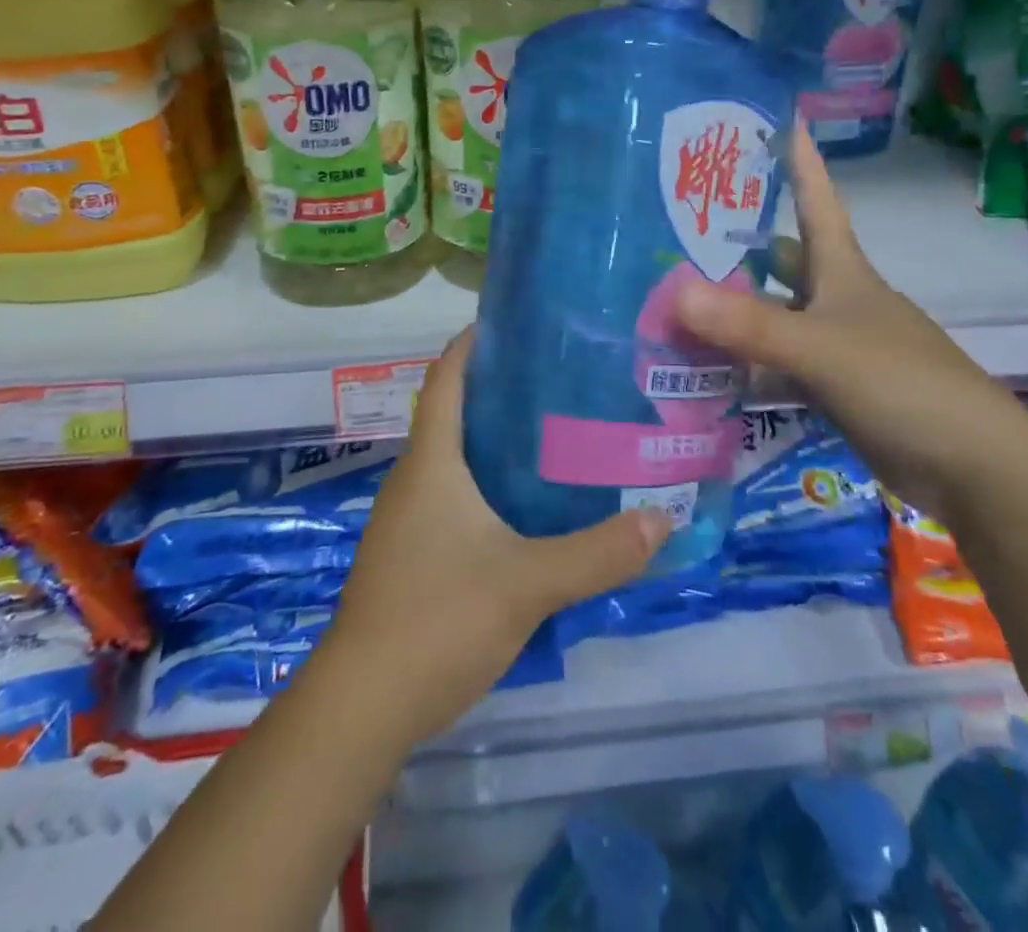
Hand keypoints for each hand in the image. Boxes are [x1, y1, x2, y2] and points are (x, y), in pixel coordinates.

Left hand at [322, 329, 672, 745]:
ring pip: (458, 460)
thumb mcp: (527, 582)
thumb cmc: (437, 617)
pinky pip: (457, 498)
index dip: (473, 343)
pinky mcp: (415, 555)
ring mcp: (410, 520)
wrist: (363, 704)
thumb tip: (663, 518)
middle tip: (564, 380)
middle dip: (502, 391)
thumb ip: (597, 552)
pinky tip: (532, 506)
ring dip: (499, 442)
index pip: (446, 378)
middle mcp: (415, 479)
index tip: (518, 322)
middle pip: (456, 413)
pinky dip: (492, 486)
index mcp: (432, 462)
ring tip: (560, 434)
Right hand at [673, 120, 1027, 520]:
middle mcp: (836, 300)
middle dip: (736, 246)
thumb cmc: (905, 385)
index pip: (816, 201)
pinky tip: (702, 370)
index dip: (798, 161)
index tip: (774, 119)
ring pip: (772, 316)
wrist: (972, 469)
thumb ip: (750, 325)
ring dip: (730, 312)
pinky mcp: (830, 390)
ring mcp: (833, 346)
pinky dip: (742, 366)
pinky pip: (774, 366)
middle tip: (675, 233)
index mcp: (843, 272)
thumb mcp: (823, 349)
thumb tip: (675, 291)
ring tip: (670, 300)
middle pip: (782, 260)